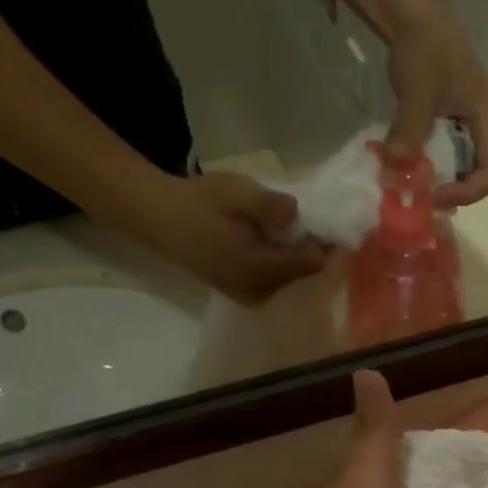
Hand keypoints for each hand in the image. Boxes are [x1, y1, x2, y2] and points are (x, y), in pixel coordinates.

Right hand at [138, 172, 329, 305]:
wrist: (160, 218)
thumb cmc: (200, 202)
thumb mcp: (236, 191)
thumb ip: (269, 205)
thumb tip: (296, 213)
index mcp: (260, 269)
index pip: (312, 264)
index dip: (325, 242)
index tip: (327, 220)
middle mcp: (259, 291)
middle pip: (303, 273)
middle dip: (310, 248)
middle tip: (308, 220)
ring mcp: (250, 296)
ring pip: (290, 277)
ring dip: (295, 254)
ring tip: (287, 228)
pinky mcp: (243, 293)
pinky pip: (275, 280)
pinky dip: (280, 261)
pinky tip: (270, 240)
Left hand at [383, 1, 487, 208]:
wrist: (412, 15)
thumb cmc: (423, 49)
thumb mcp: (417, 90)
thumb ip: (410, 129)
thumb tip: (396, 169)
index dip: (468, 192)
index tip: (435, 194)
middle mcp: (485, 127)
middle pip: (481, 176)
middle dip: (453, 191)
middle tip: (422, 197)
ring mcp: (469, 125)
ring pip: (463, 168)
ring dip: (441, 181)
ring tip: (414, 184)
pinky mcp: (452, 122)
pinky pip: (448, 155)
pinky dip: (430, 166)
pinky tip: (409, 165)